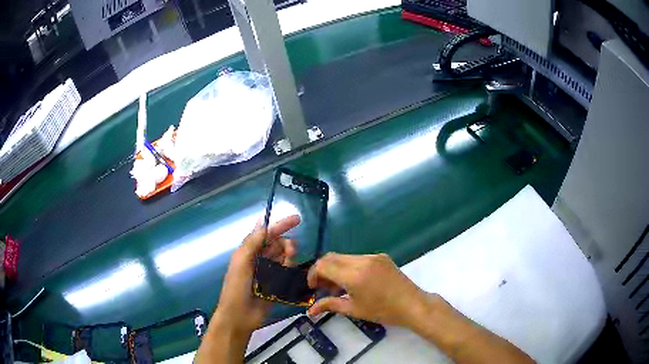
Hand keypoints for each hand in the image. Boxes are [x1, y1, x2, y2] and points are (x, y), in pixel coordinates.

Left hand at [212, 215, 299, 335]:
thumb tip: (263, 223)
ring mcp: (269, 273)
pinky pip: (287, 274)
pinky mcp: (276, 286)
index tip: (298, 219)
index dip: (281, 225)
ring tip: (285, 270)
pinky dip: (290, 273)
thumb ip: (252, 243)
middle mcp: (259, 260)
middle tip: (291, 253)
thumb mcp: (241, 263)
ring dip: (288, 260)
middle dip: (287, 245)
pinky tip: (288, 279)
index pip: (267, 234)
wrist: (239, 316)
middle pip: (278, 245)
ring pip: (285, 259)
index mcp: (249, 252)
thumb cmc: (236, 288)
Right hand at [307, 253, 431, 326]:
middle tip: (324, 288)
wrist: (412, 304)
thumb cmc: (383, 311)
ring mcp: (373, 256)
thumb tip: (310, 310)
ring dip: (335, 268)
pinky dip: (348, 266)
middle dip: (322, 270)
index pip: (323, 265)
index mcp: (354, 275)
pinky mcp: (381, 256)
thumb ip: (330, 305)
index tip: (313, 287)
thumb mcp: (354, 310)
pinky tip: (354, 281)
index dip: (313, 274)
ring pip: (344, 257)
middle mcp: (362, 260)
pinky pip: (357, 258)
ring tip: (339, 287)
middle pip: (331, 257)